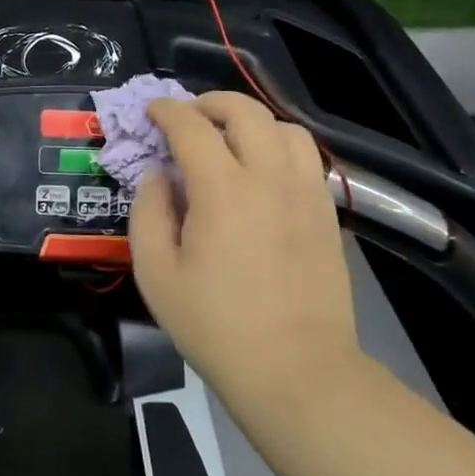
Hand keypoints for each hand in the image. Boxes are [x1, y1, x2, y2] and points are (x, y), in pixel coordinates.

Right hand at [129, 92, 357, 391]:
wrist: (298, 372)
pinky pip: (306, 156)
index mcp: (222, 189)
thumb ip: (147, 211)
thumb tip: (158, 175)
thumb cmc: (216, 326)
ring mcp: (305, 193)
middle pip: (245, 111)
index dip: (167, 111)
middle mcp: (269, 177)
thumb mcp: (156, 273)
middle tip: (188, 119)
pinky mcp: (326, 212)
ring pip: (283, 126)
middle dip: (210, 103)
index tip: (152, 113)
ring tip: (229, 140)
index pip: (191, 125)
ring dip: (250, 121)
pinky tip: (262, 171)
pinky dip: (279, 146)